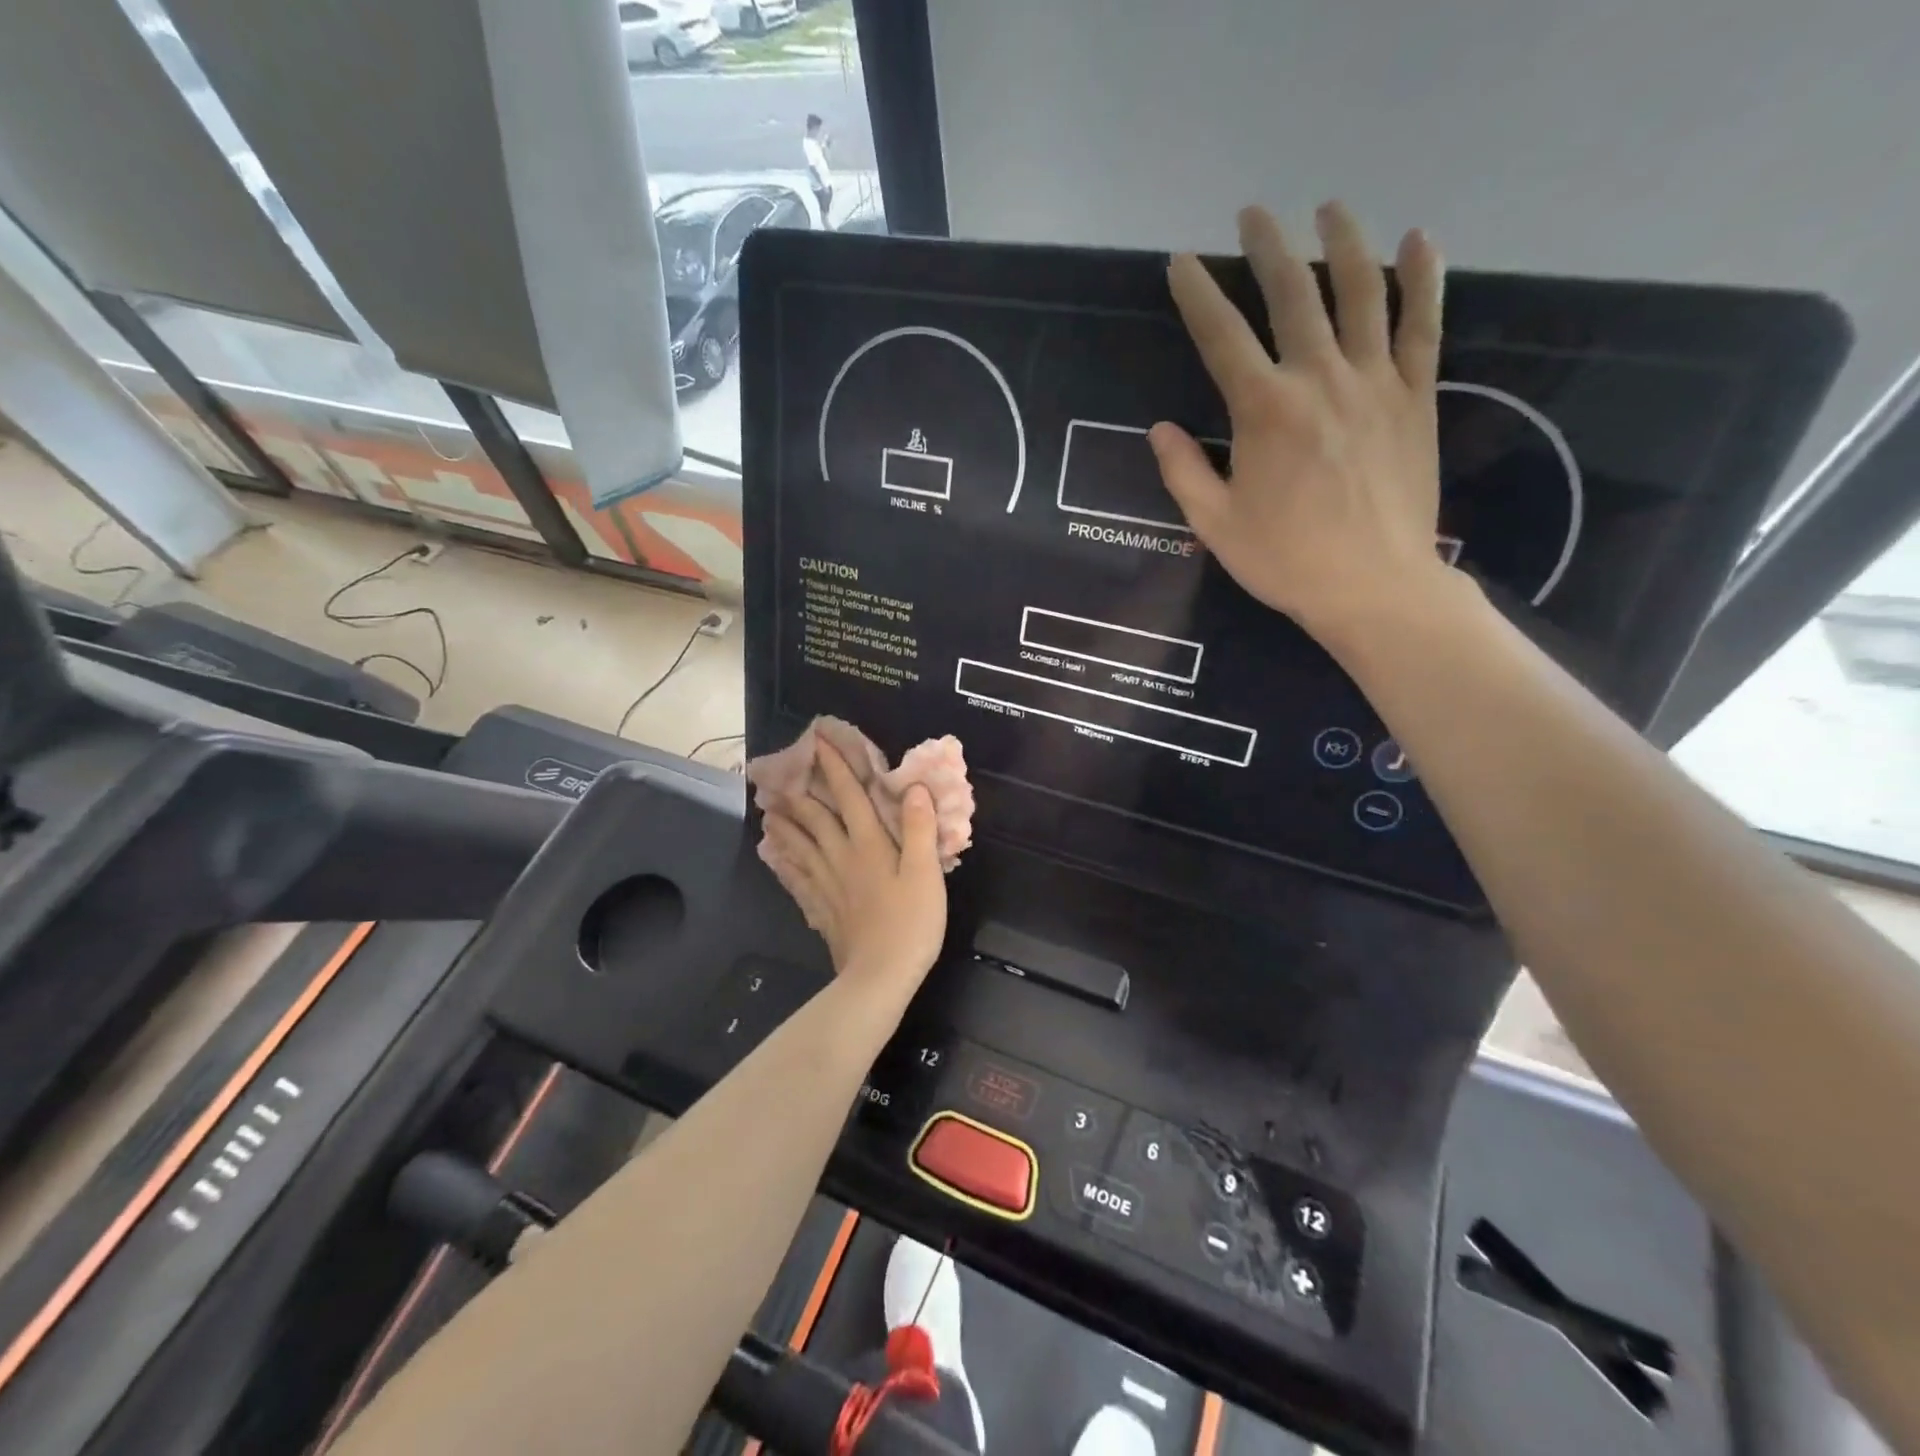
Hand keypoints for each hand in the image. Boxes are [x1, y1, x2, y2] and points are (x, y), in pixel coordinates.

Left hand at [762, 742, 947, 997]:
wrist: (880, 977)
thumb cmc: (911, 923)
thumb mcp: (926, 873)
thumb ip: (919, 829)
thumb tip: (912, 787)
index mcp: (869, 844)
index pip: (849, 796)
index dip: (835, 768)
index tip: (819, 742)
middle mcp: (841, 857)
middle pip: (816, 818)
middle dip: (801, 791)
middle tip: (781, 773)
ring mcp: (827, 884)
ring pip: (800, 845)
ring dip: (785, 823)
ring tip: (768, 808)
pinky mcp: (821, 908)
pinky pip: (797, 878)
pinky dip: (784, 863)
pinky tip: (775, 857)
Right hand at [1150, 201, 1453, 642]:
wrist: (1373, 585)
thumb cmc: (1285, 560)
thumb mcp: (1215, 524)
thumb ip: (1184, 472)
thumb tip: (1160, 429)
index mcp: (1264, 411)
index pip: (1221, 336)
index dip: (1197, 294)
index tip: (1181, 263)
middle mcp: (1319, 379)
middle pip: (1291, 295)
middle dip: (1267, 248)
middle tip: (1254, 214)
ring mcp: (1375, 381)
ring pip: (1360, 293)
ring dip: (1343, 242)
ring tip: (1330, 208)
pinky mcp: (1416, 396)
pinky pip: (1424, 325)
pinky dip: (1422, 279)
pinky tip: (1419, 241)